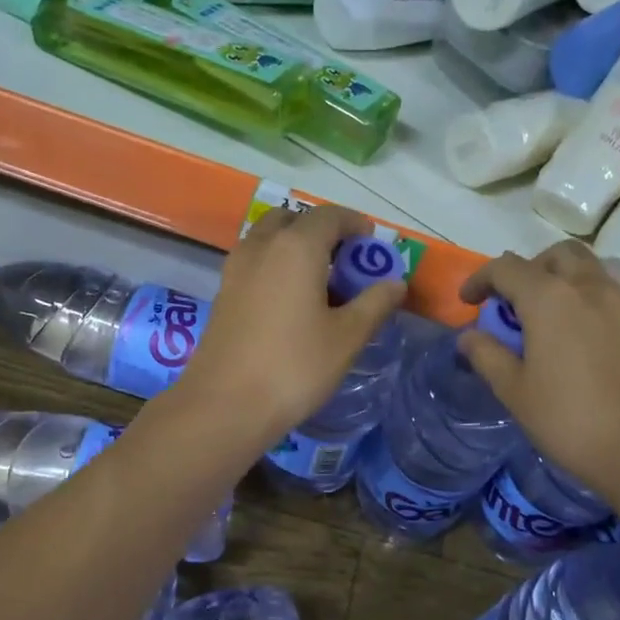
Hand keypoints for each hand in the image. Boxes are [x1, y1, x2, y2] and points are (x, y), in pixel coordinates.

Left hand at [180, 204, 406, 452]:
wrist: (225, 405)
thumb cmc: (294, 367)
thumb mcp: (346, 337)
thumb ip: (374, 303)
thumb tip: (395, 283)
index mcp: (296, 247)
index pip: (329, 215)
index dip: (354, 223)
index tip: (371, 244)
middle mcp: (261, 247)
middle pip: (293, 220)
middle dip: (321, 232)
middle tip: (344, 262)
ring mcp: (236, 269)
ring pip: (268, 240)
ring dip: (294, 247)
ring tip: (319, 283)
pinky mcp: (223, 294)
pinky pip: (254, 263)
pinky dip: (275, 267)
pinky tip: (291, 303)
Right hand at [458, 241, 619, 495]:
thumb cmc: (573, 422)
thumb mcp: (517, 393)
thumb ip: (488, 357)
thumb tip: (468, 337)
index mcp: (550, 299)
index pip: (506, 268)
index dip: (481, 279)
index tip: (468, 302)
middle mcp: (590, 288)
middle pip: (557, 255)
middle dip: (530, 268)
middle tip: (515, 301)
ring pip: (590, 272)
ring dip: (563, 282)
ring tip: (549, 320)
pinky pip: (613, 298)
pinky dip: (589, 304)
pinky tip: (584, 343)